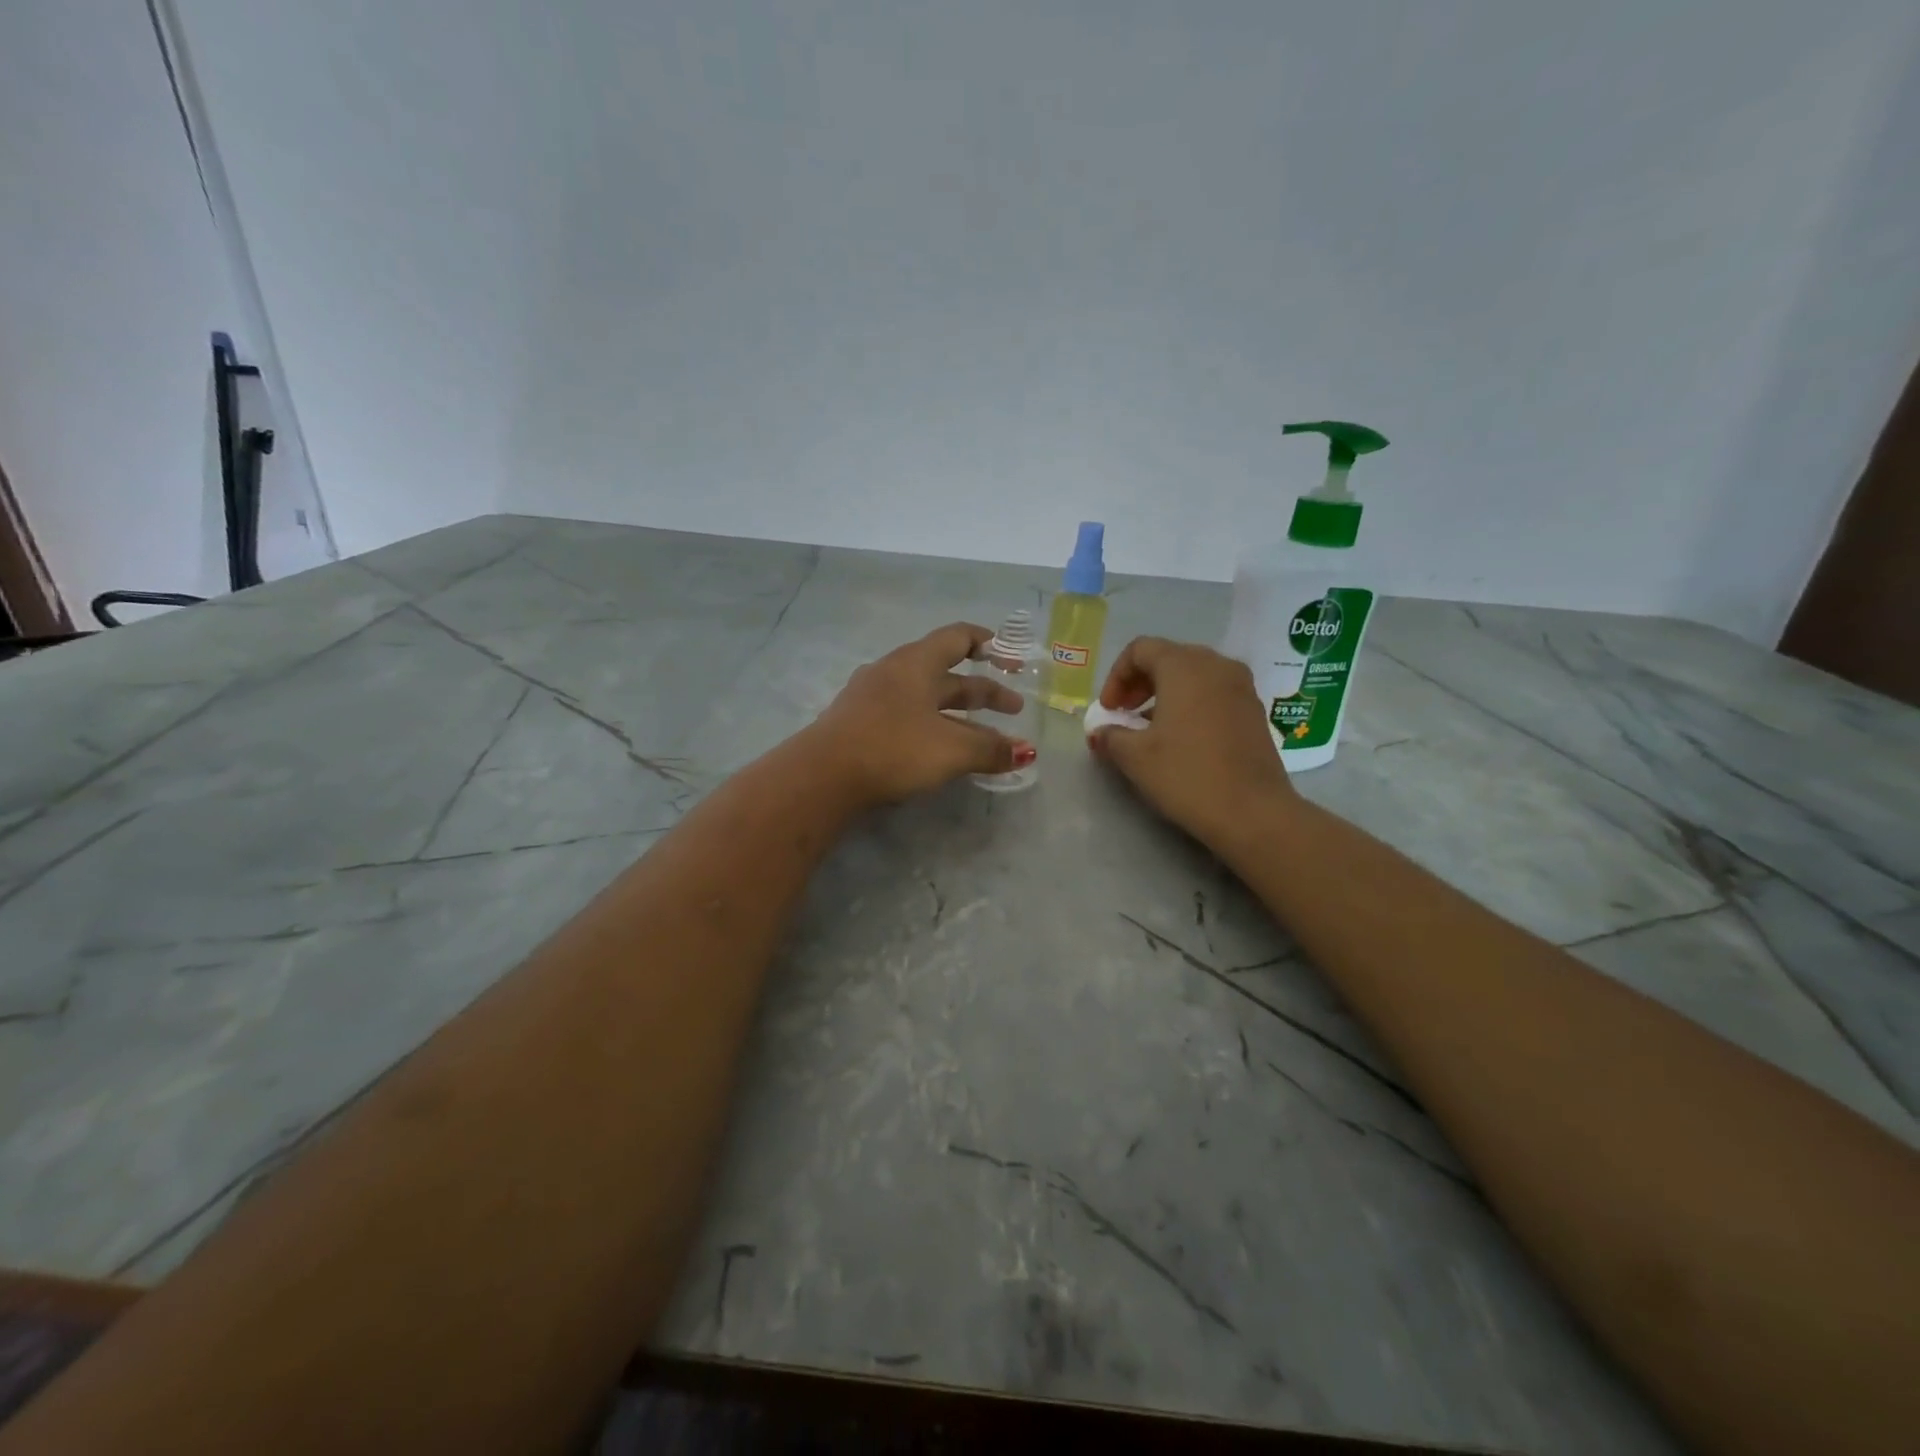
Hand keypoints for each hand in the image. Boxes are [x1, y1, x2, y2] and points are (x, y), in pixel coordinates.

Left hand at [807, 623, 1035, 806]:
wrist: (822, 776)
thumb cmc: (893, 748)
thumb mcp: (951, 749)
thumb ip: (991, 749)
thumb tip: (1026, 752)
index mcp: (916, 663)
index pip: (958, 637)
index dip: (989, 643)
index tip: (1012, 658)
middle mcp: (893, 672)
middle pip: (947, 674)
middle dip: (983, 691)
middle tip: (1013, 709)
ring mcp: (872, 698)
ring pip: (926, 699)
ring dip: (959, 714)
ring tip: (985, 737)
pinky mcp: (859, 724)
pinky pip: (907, 716)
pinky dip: (933, 727)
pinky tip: (941, 750)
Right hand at [1088, 637, 1294, 844]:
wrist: (1253, 812)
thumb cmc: (1187, 775)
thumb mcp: (1135, 757)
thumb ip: (1110, 736)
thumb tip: (1101, 731)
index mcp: (1184, 666)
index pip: (1140, 649)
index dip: (1116, 676)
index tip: (1109, 711)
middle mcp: (1216, 665)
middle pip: (1168, 657)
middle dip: (1140, 683)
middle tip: (1124, 715)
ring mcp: (1242, 687)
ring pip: (1194, 675)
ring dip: (1165, 694)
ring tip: (1150, 729)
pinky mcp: (1254, 711)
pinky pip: (1214, 693)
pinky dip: (1191, 705)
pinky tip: (1181, 739)